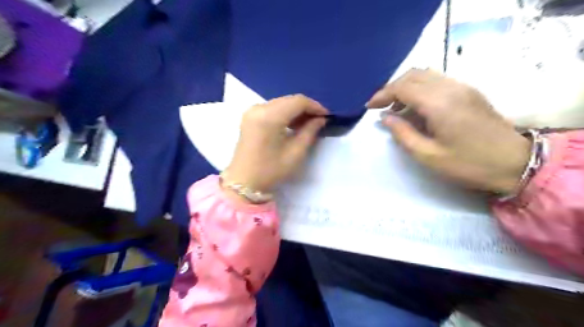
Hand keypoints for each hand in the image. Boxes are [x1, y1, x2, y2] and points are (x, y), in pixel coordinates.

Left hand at [226, 94, 327, 191]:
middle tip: (319, 120)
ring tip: (308, 124)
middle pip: (289, 100)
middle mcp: (258, 108)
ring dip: (296, 111)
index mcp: (269, 117)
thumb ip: (310, 131)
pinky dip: (285, 114)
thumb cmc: (270, 171)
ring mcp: (252, 111)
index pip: (297, 101)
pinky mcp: (249, 117)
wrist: (243, 182)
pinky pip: (272, 109)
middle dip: (306, 108)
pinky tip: (293, 125)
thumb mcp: (295, 153)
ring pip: (281, 103)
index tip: (327, 116)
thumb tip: (320, 119)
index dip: (315, 106)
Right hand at [366, 68, 532, 194]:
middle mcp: (451, 88)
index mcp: (439, 104)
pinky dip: (420, 88)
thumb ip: (403, 134)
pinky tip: (416, 106)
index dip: (382, 94)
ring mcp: (463, 87)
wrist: (515, 163)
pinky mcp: (469, 91)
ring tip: (396, 107)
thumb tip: (385, 118)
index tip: (370, 107)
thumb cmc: (468, 164)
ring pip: (426, 74)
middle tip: (380, 106)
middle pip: (413, 74)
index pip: (403, 87)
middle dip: (392, 88)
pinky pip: (437, 80)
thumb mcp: (428, 156)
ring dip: (406, 86)